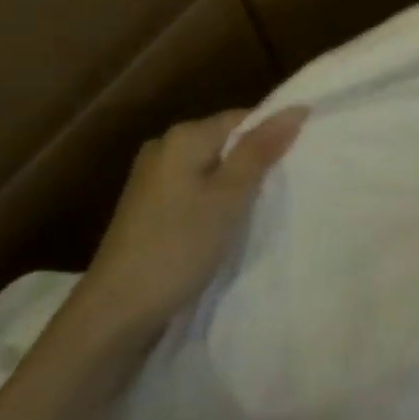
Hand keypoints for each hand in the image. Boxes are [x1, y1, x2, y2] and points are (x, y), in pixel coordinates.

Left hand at [81, 107, 307, 326]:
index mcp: (183, 136)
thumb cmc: (178, 246)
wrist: (117, 310)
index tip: (301, 160)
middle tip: (288, 187)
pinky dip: (214, 202)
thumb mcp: (228, 197)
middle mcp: (164, 147)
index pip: (241, 119)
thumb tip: (295, 109)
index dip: (273, 134)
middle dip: (255, 161)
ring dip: (236, 184)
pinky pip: (193, 190)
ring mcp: (152, 179)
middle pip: (224, 142)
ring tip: (264, 208)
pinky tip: (228, 225)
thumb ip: (260, 151)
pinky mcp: (148, 208)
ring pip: (209, 169)